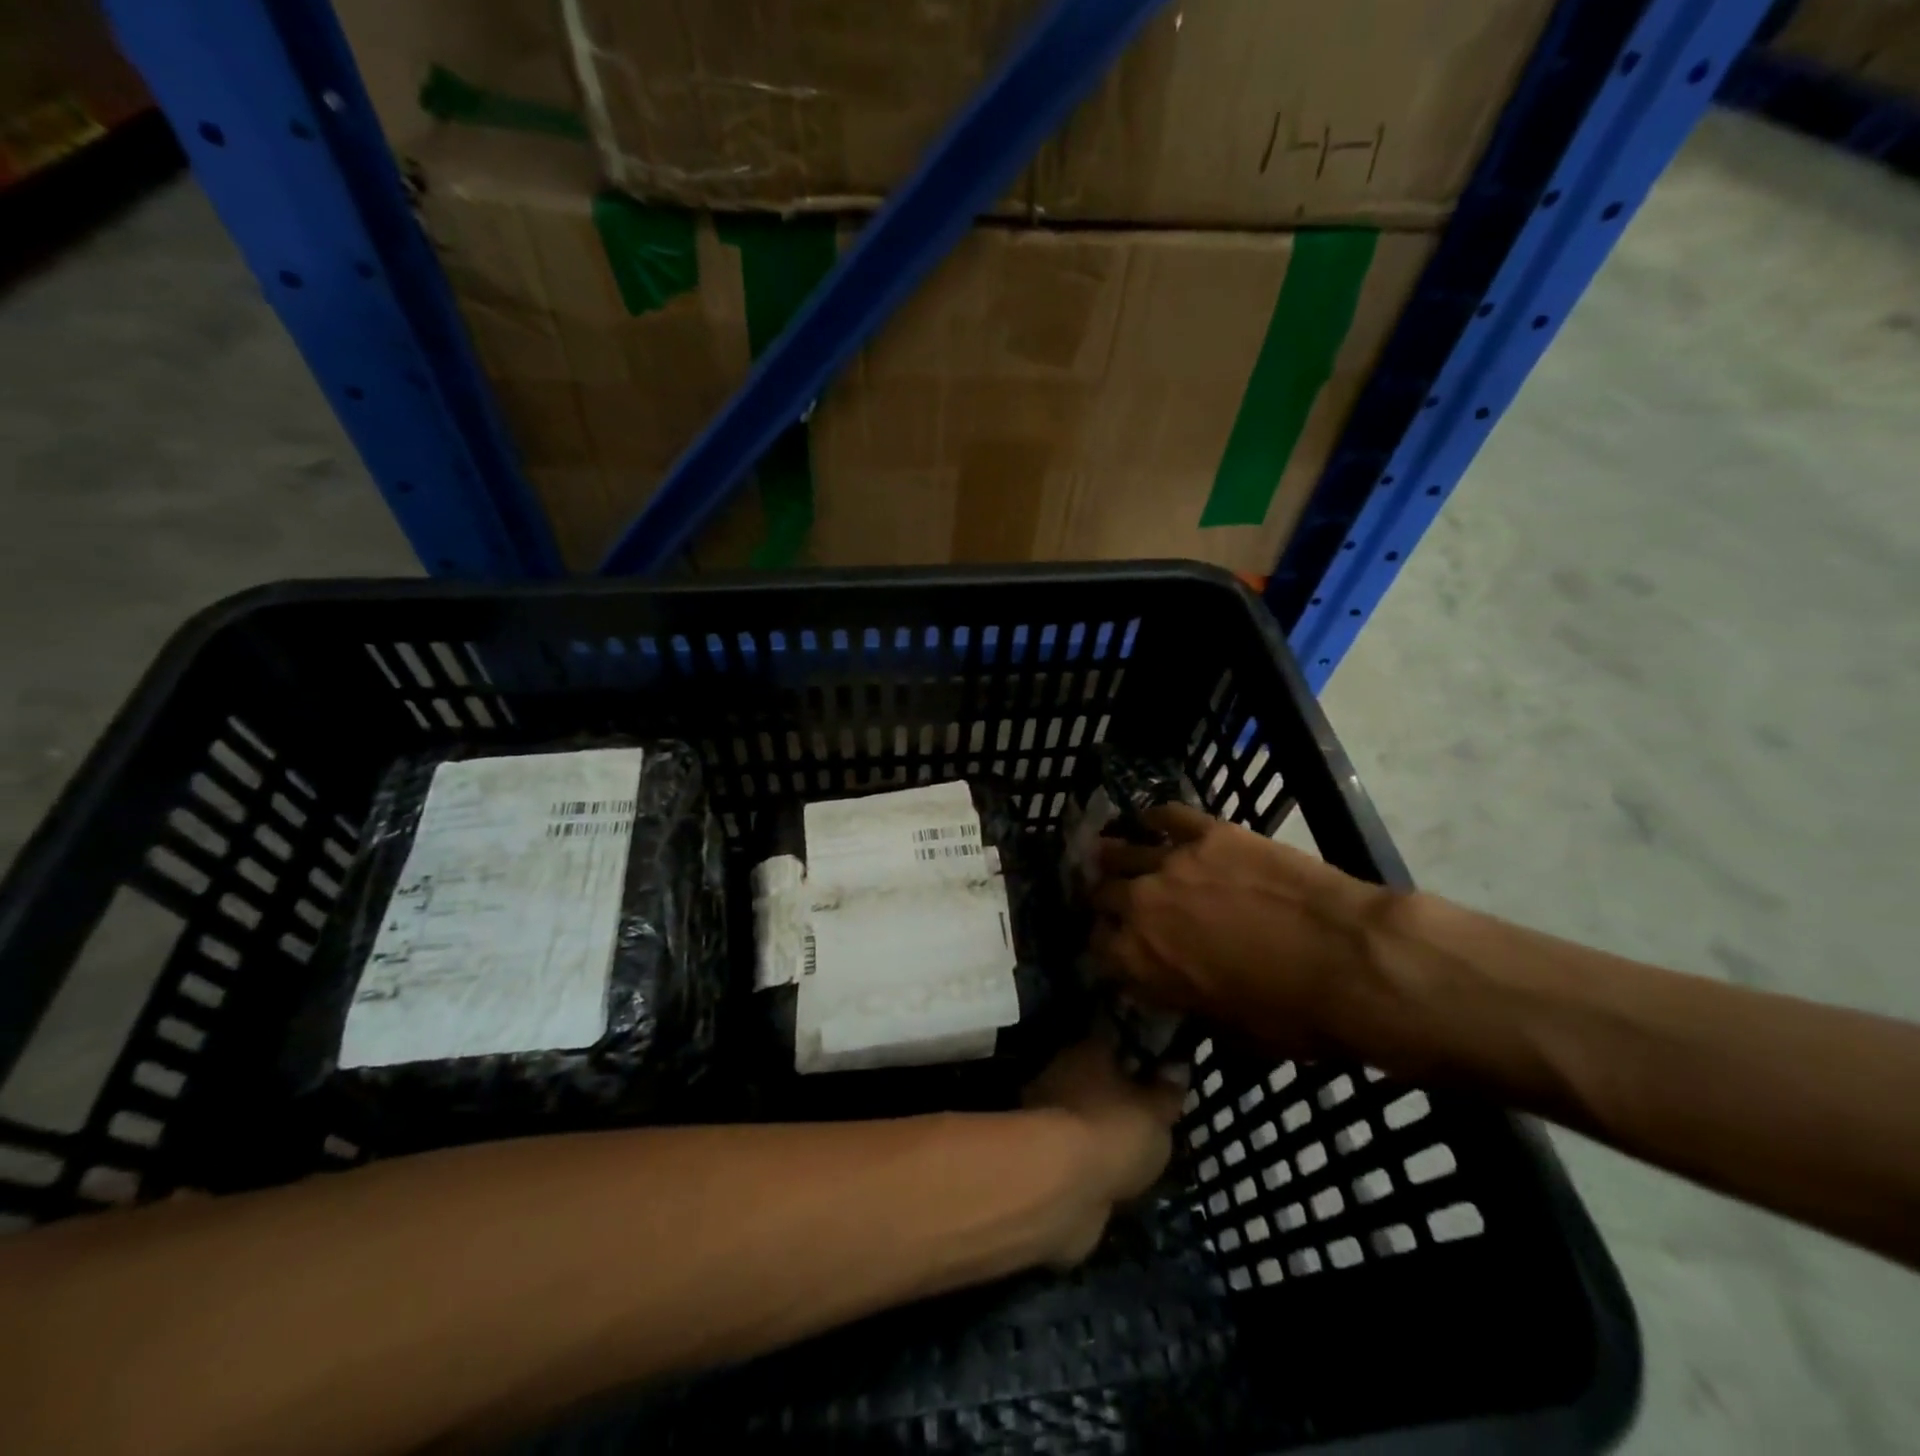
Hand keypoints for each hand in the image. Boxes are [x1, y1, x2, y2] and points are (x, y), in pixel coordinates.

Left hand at [1022, 1037, 1183, 1266]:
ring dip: (1105, 1127)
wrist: (1058, 1185)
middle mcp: (1062, 1071)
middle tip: (1153, 1116)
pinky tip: (1116, 1173)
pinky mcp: (1041, 1150)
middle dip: (1121, 1095)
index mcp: (1087, 1049)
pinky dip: (1093, 1157)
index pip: (1115, 1040)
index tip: (1162, 1071)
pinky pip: (1077, 1146)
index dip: (1140, 1055)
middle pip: (1097, 1077)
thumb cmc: (1112, 1130)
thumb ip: (1168, 1091)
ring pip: (1086, 1112)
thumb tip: (1177, 1067)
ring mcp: (1046, 1111)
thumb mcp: (1156, 1111)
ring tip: (1138, 1151)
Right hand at [1089, 804, 1387, 1054]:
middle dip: (1105, 900)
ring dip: (1112, 856)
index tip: (1116, 946)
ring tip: (1110, 852)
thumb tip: (1175, 984)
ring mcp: (1172, 862)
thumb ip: (1183, 997)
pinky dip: (1154, 819)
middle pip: (1103, 894)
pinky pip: (1167, 815)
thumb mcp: (1227, 1028)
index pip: (1098, 948)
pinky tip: (1149, 821)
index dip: (1105, 947)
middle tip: (1116, 900)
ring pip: (1121, 850)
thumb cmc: (1293, 1012)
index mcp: (1139, 960)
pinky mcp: (1208, 832)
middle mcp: (1140, 905)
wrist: (1349, 959)